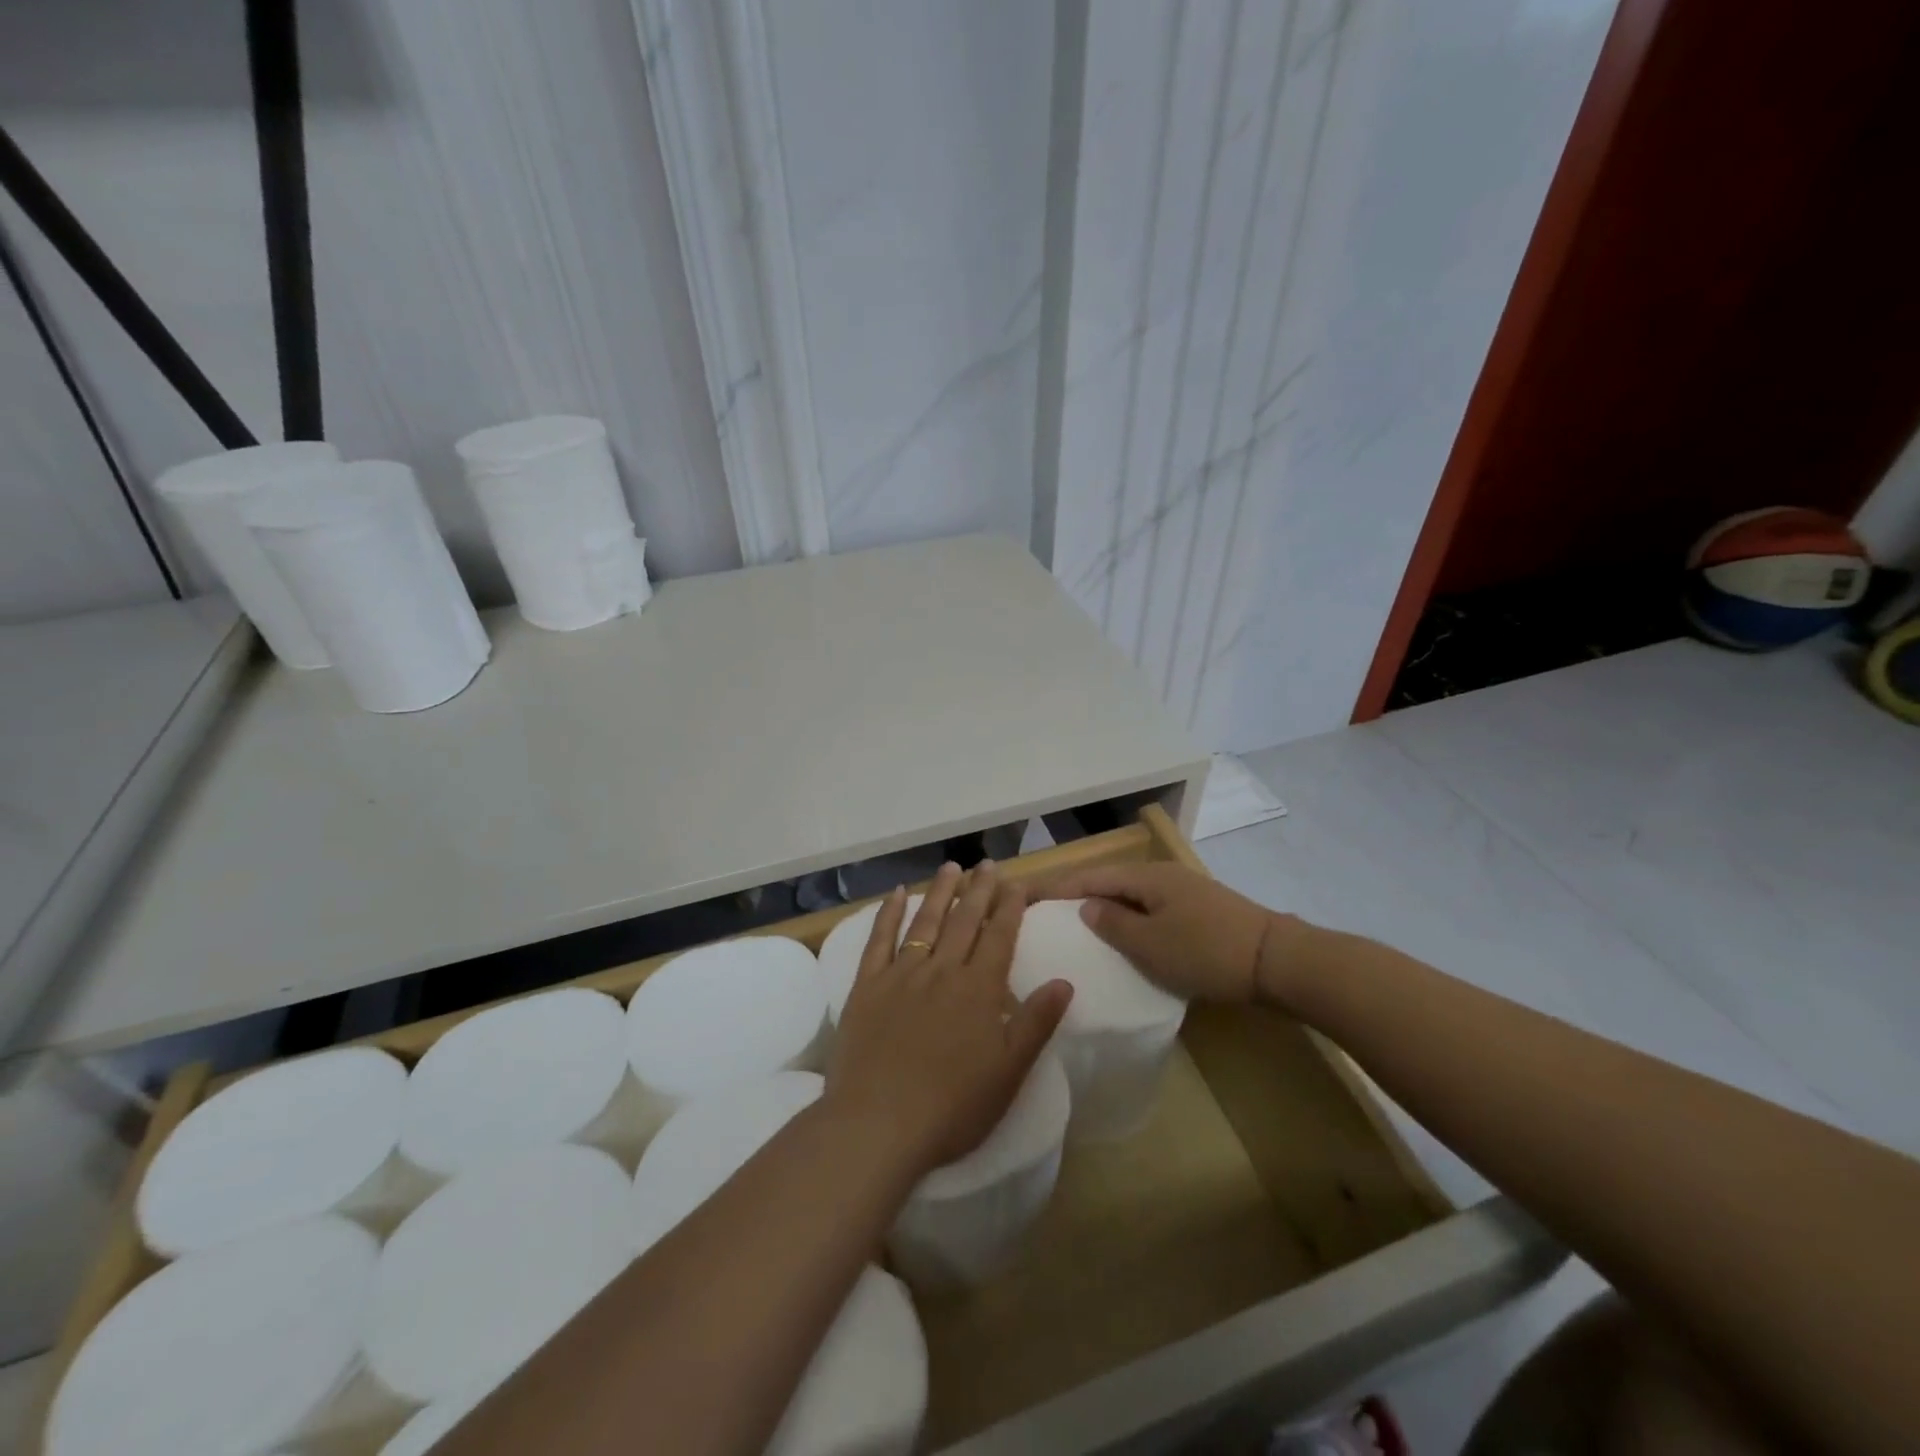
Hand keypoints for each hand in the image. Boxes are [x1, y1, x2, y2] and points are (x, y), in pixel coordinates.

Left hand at [826, 862, 1073, 1178]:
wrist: (878, 1125)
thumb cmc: (952, 1107)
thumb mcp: (1009, 1073)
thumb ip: (1036, 1023)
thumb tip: (1064, 981)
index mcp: (978, 989)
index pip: (999, 936)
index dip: (1010, 907)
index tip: (1016, 883)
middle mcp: (942, 970)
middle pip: (964, 920)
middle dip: (979, 890)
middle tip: (987, 864)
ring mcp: (901, 974)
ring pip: (925, 921)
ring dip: (940, 891)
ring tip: (951, 866)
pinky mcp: (867, 986)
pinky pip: (879, 940)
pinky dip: (888, 913)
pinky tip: (896, 893)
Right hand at [1034, 862, 1290, 1004]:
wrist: (1277, 960)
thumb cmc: (1207, 951)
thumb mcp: (1151, 944)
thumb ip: (1113, 924)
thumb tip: (1086, 908)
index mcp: (1147, 877)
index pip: (1091, 877)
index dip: (1058, 887)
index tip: (1027, 897)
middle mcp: (1163, 876)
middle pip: (1111, 882)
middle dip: (1080, 896)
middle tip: (1049, 915)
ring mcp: (1185, 892)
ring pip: (1133, 898)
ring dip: (1107, 911)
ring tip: (1081, 930)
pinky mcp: (1201, 912)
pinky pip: (1153, 911)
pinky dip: (1132, 921)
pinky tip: (1126, 940)